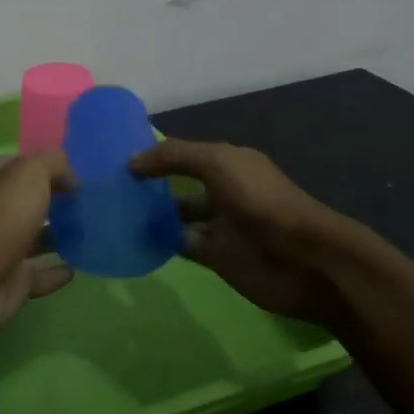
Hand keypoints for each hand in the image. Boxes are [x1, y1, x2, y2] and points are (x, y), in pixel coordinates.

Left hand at [0, 152, 74, 342]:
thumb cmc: (2, 216)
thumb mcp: (30, 173)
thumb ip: (52, 165)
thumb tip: (70, 179)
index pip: (19, 166)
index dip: (44, 167)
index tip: (75, 177)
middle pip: (27, 202)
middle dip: (52, 201)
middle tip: (85, 204)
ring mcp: (3, 248)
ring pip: (34, 238)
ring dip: (56, 236)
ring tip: (87, 234)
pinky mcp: (11, 282)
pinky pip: (38, 275)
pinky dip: (54, 273)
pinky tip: (74, 269)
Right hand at [132, 138, 361, 327]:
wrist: (305, 260)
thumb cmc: (261, 201)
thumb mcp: (216, 163)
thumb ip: (173, 157)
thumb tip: (131, 162)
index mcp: (227, 163)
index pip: (182, 154)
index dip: (154, 155)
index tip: (116, 159)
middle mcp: (222, 190)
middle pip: (178, 184)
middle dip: (149, 185)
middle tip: (108, 188)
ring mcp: (220, 225)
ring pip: (177, 216)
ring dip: (151, 215)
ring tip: (113, 213)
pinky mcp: (217, 257)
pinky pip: (181, 245)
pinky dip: (160, 242)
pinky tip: (134, 238)